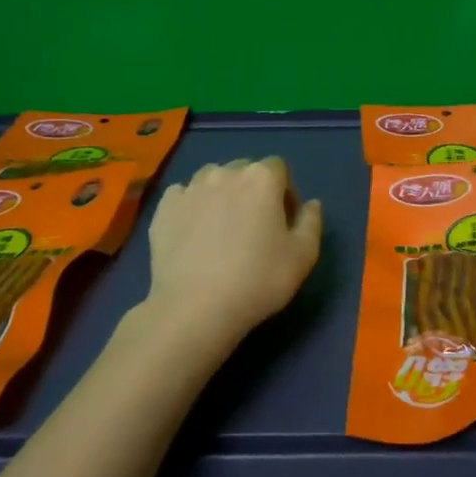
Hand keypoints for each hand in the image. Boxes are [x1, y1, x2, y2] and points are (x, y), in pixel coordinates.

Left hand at [145, 157, 323, 346]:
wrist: (195, 308)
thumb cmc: (258, 280)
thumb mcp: (303, 256)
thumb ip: (312, 222)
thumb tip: (311, 203)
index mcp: (261, 178)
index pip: (279, 168)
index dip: (285, 193)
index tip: (284, 223)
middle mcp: (224, 173)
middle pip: (244, 171)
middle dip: (253, 191)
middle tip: (255, 228)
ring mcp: (189, 188)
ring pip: (212, 180)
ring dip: (221, 195)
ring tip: (221, 229)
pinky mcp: (163, 208)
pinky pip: (183, 196)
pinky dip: (191, 207)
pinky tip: (194, 234)